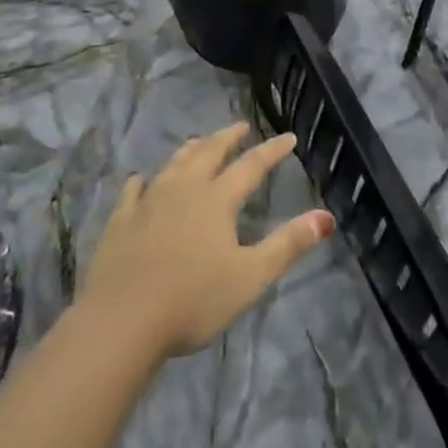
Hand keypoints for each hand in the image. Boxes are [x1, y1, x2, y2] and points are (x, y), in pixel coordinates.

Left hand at [79, 123, 333, 361]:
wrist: (122, 320)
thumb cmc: (193, 300)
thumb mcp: (250, 277)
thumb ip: (288, 245)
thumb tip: (326, 217)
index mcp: (217, 199)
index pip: (251, 165)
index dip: (272, 150)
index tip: (288, 137)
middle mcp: (184, 189)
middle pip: (209, 152)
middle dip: (228, 137)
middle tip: (241, 126)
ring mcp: (149, 201)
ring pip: (174, 163)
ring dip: (191, 150)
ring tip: (200, 142)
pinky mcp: (120, 219)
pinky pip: (134, 189)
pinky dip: (143, 180)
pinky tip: (142, 180)